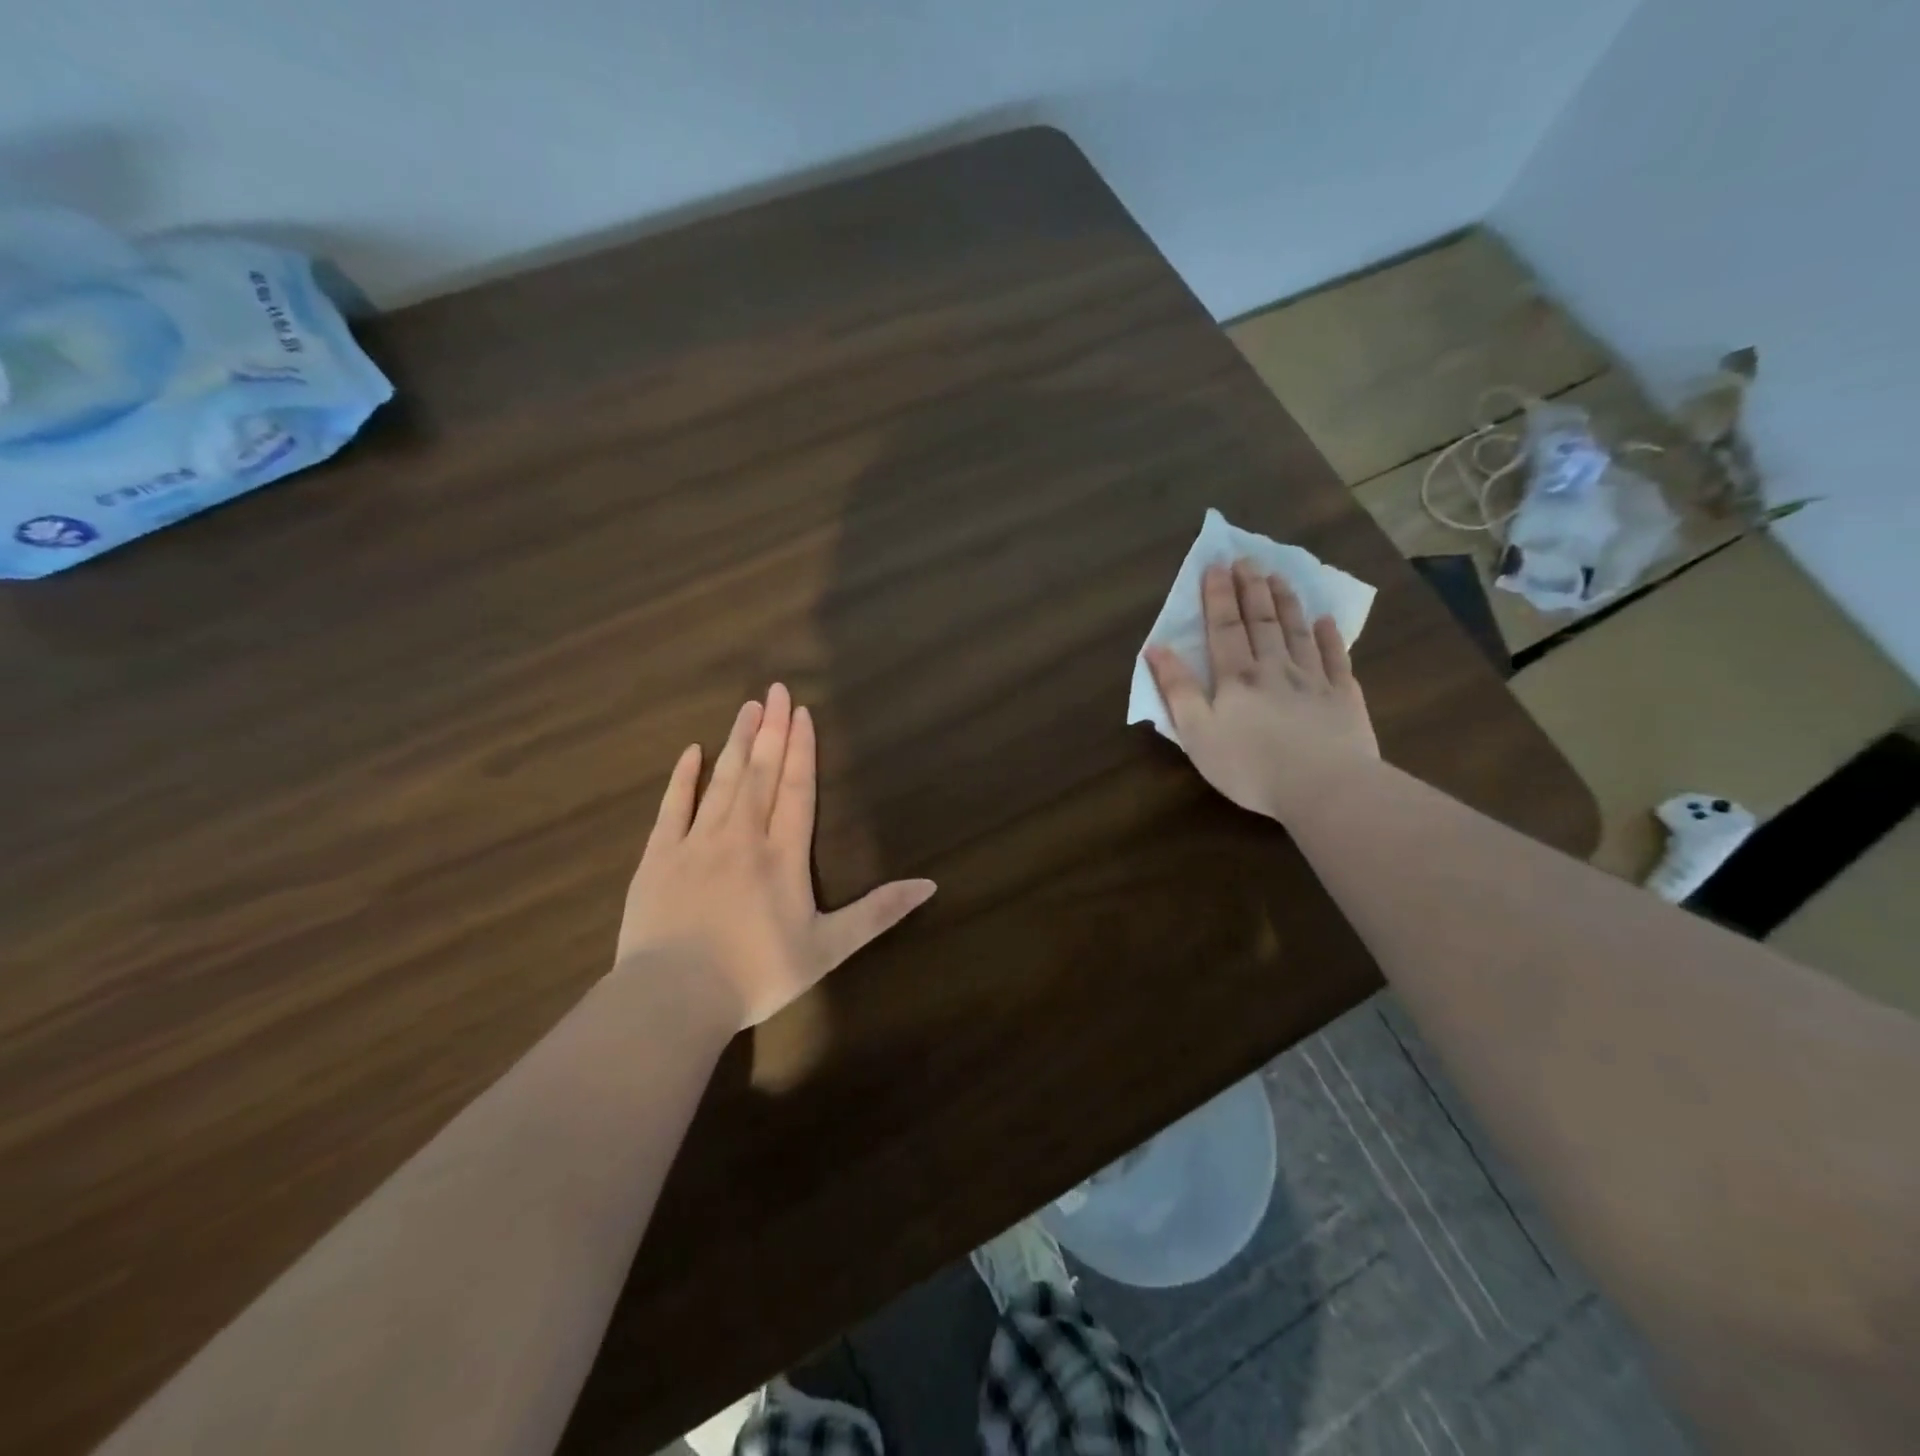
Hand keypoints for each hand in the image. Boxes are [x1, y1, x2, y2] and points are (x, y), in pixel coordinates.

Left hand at [616, 684, 936, 1028]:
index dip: (802, 749)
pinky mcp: (659, 858)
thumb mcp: (828, 949)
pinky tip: (692, 752)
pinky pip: (673, 807)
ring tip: (746, 708)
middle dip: (771, 730)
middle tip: (774, 690)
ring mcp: (697, 843)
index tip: (801, 712)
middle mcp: (743, 837)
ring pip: (722, 782)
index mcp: (783, 856)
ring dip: (736, 743)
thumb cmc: (757, 974)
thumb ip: (878, 913)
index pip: (797, 789)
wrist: (674, 997)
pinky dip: (684, 778)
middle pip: (761, 773)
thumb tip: (929, 884)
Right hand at [1145, 560, 1377, 820]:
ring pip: (1298, 632)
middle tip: (1248, 559)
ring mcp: (1314, 681)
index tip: (1216, 565)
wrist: (1324, 787)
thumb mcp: (1197, 733)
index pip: (1225, 628)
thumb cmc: (1250, 766)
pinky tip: (1326, 621)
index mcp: (1236, 678)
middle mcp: (1275, 669)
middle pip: (1262, 622)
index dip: (1218, 596)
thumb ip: (1177, 690)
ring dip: (1286, 603)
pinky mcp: (1344, 698)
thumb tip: (1156, 648)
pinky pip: (1336, 659)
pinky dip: (1330, 637)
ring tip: (1279, 577)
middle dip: (1251, 588)